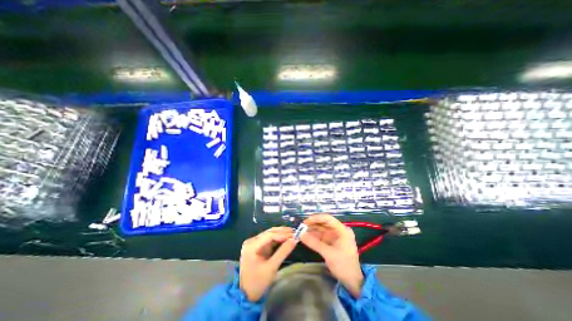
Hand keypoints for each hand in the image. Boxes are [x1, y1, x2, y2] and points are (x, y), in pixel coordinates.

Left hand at [240, 226, 297, 300]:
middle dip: (282, 232)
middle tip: (295, 232)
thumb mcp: (272, 268)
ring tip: (292, 233)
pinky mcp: (258, 246)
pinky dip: (278, 239)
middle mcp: (252, 241)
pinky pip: (269, 239)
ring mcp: (254, 243)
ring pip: (270, 234)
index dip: (282, 234)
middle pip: (269, 233)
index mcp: (251, 245)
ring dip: (281, 234)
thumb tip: (294, 240)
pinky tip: (286, 238)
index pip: (269, 235)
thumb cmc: (258, 282)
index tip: (294, 234)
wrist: (246, 295)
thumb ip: (283, 252)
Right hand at [299, 213, 360, 297]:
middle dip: (313, 224)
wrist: (353, 282)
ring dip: (312, 230)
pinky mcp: (332, 242)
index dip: (316, 218)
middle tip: (301, 227)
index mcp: (342, 230)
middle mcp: (339, 230)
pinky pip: (321, 236)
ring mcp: (335, 236)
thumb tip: (301, 234)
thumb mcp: (329, 254)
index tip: (306, 221)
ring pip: (322, 229)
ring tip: (301, 231)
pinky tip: (306, 237)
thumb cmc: (344, 266)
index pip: (328, 219)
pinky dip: (314, 236)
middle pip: (324, 223)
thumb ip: (314, 243)